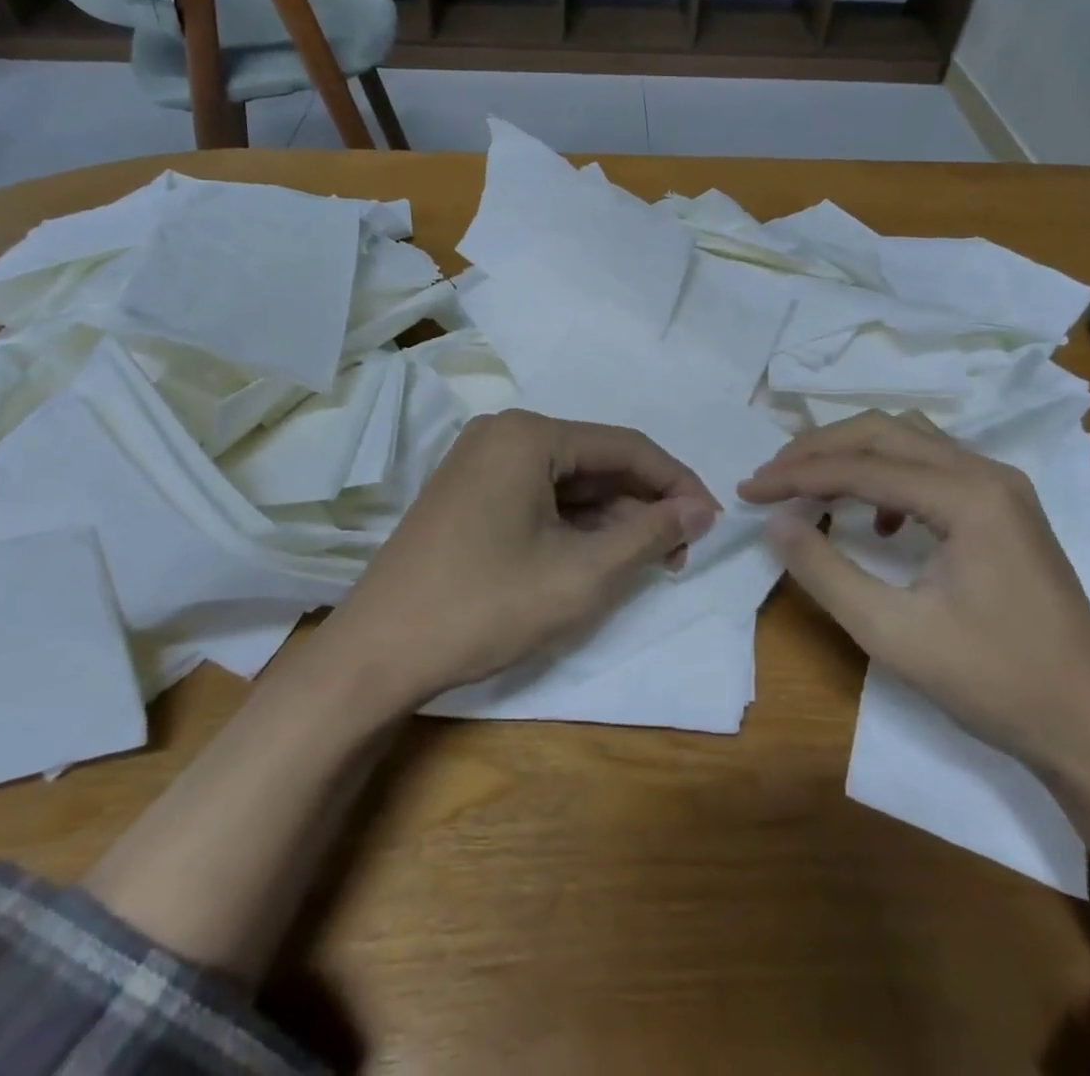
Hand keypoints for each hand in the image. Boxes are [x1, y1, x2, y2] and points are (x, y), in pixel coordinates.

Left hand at [317, 409, 718, 704]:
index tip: (712, 523)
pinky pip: (539, 497)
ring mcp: (480, 463)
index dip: (677, 483)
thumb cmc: (485, 606)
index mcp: (530, 435)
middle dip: (643, 505)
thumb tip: (701, 509)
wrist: (377, 654)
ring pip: (569, 482)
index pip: (627, 447)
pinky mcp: (469, 494)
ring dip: (612, 518)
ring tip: (647, 562)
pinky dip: (574, 525)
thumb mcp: (581, 574)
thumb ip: (649, 535)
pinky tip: (598, 558)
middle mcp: (504, 434)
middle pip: (597, 461)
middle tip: (681, 553)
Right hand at [738, 409, 1089, 770]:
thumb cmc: (993, 682)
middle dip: (819, 449)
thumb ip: (825, 571)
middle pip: (884, 432)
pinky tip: (878, 521)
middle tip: (771, 476)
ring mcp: (1002, 488)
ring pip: (909, 441)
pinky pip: (934, 466)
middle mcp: (987, 473)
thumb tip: (776, 522)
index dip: (796, 475)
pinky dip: (889, 476)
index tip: (748, 489)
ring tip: (809, 483)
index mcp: (967, 496)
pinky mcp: (1006, 509)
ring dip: (852, 454)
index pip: (861, 466)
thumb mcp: (892, 632)